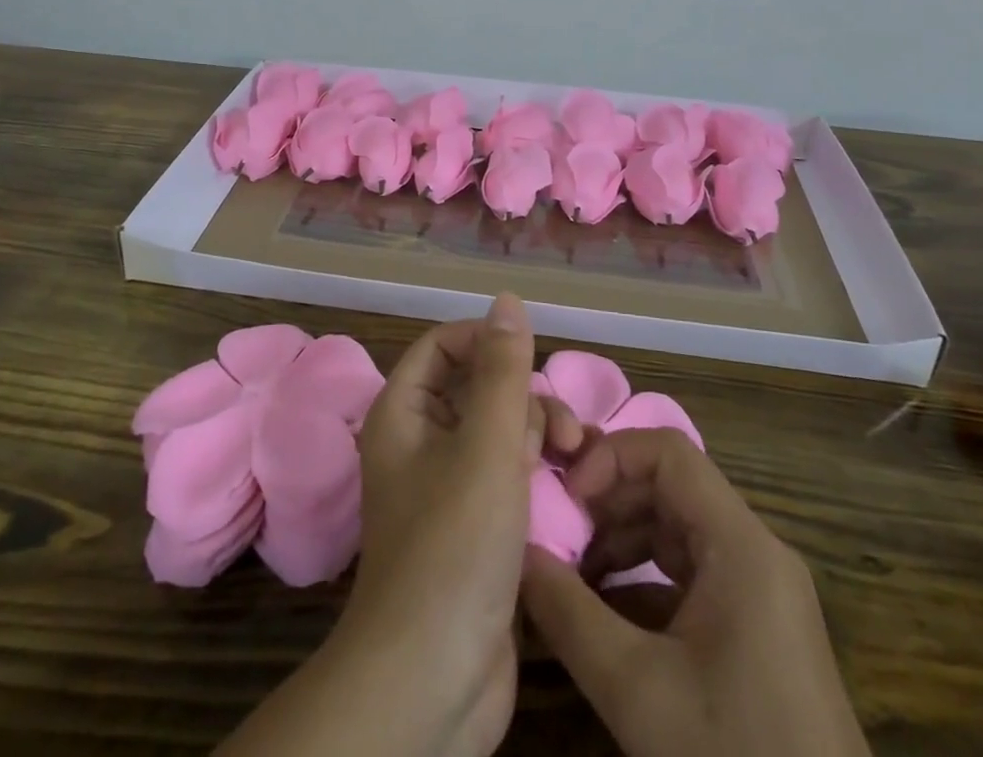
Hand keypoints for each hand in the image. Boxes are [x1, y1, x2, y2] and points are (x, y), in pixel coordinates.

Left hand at [216, 293, 579, 756]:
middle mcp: (420, 443)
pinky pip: (509, 477)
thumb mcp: (487, 445)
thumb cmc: (455, 545)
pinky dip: (539, 476)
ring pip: (501, 434)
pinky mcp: (474, 529)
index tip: (533, 360)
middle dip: (526, 400)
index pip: (443, 346)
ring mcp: (448, 488)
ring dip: (541, 438)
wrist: (433, 681)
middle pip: (479, 389)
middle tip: (565, 434)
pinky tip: (574, 489)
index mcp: (404, 413)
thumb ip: (502, 370)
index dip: (487, 342)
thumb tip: (507, 300)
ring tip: (577, 462)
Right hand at [521, 428, 870, 756]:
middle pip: (671, 487)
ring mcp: (759, 591)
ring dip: (620, 540)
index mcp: (740, 545)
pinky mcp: (757, 629)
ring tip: (568, 573)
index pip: (668, 453)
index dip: (610, 458)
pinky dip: (642, 579)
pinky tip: (602, 614)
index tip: (565, 498)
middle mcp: (755, 552)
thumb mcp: (637, 691)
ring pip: (678, 529)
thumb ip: (568, 614)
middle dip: (607, 501)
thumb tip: (517, 554)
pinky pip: (690, 574)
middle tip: (555, 533)